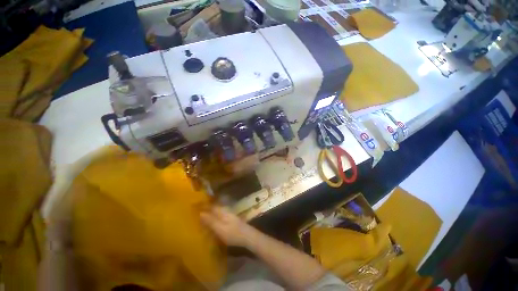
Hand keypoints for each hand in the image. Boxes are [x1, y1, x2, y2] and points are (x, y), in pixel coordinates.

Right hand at [200, 206, 252, 246]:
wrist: (247, 236)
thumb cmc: (233, 233)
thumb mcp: (220, 228)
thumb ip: (210, 221)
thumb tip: (200, 213)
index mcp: (222, 211)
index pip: (210, 206)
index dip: (203, 205)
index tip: (194, 205)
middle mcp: (225, 211)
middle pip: (214, 207)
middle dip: (206, 208)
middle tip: (196, 210)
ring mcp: (229, 215)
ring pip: (217, 211)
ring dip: (210, 212)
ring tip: (202, 216)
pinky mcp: (231, 220)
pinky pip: (220, 215)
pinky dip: (214, 217)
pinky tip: (212, 221)